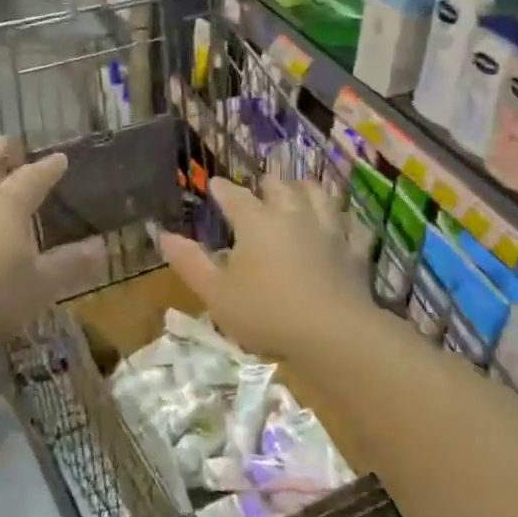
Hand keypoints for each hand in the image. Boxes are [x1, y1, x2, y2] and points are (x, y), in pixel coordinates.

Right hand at [158, 177, 372, 360]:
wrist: (334, 332)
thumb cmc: (266, 312)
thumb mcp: (216, 293)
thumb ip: (189, 262)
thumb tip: (163, 235)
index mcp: (255, 221)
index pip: (233, 195)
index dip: (221, 188)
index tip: (213, 184)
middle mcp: (292, 214)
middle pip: (280, 186)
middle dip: (267, 184)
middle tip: (261, 186)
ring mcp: (327, 229)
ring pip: (318, 195)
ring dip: (306, 189)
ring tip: (301, 190)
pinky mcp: (354, 250)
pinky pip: (352, 225)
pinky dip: (344, 221)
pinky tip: (343, 224)